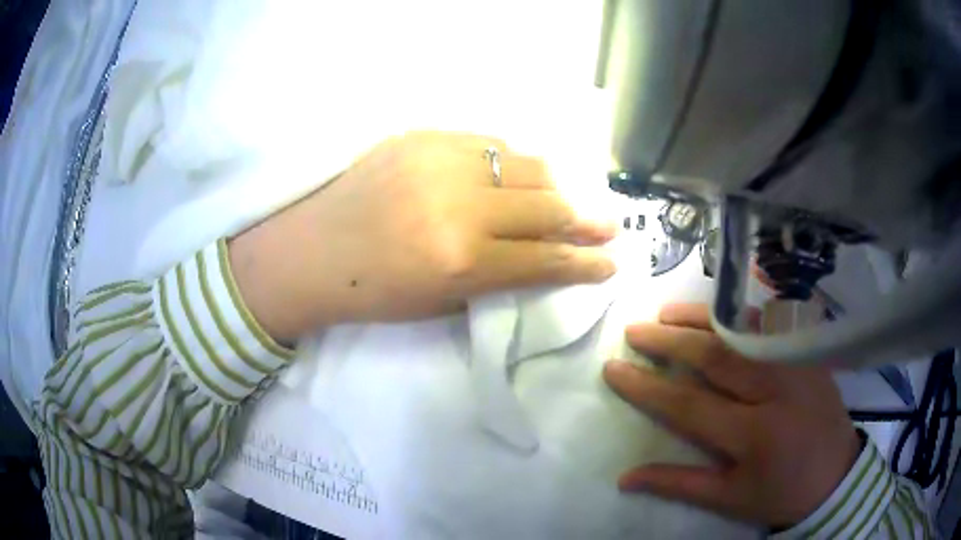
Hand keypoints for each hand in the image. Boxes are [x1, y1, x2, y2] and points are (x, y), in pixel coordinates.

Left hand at [229, 131, 615, 341]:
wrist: (311, 250)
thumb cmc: (372, 292)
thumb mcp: (441, 303)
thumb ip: (498, 277)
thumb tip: (545, 256)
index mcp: (462, 259)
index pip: (545, 258)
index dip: (584, 263)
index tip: (609, 262)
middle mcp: (461, 203)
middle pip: (546, 205)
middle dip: (585, 219)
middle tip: (608, 224)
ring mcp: (441, 159)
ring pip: (526, 164)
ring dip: (556, 184)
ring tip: (571, 195)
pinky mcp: (423, 135)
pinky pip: (489, 141)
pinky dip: (513, 159)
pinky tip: (521, 172)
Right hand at [603, 303, 861, 528]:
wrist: (836, 475)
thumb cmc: (781, 493)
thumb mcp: (729, 499)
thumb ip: (678, 484)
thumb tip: (624, 478)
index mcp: (753, 435)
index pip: (689, 404)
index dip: (647, 386)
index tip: (614, 368)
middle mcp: (776, 390)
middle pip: (715, 356)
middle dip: (669, 340)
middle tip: (635, 330)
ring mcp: (796, 364)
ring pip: (742, 332)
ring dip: (701, 318)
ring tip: (666, 312)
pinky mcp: (808, 353)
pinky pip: (769, 327)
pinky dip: (738, 317)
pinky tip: (717, 314)